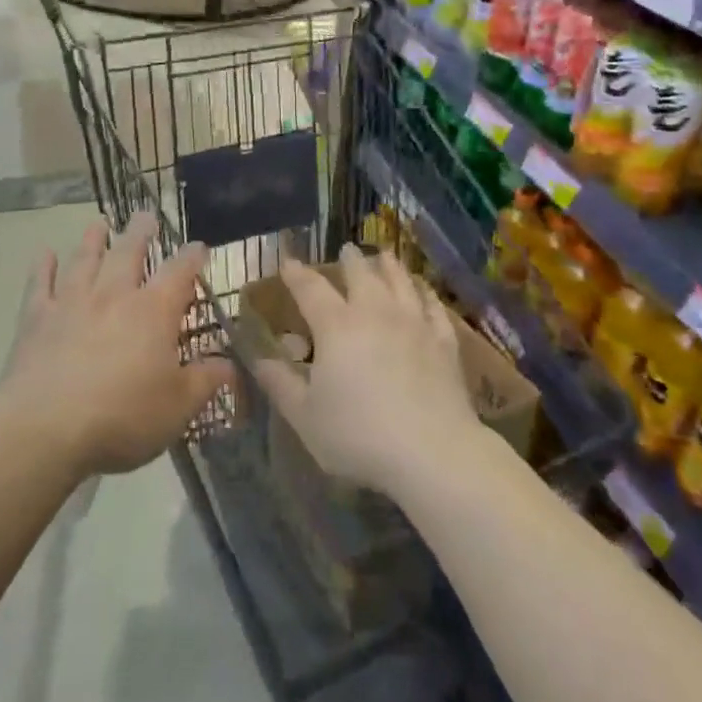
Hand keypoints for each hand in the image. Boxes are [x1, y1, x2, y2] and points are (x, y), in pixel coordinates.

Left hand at [0, 212, 232, 479]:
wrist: (45, 429)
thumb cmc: (122, 417)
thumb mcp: (178, 407)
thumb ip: (206, 381)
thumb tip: (232, 365)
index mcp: (153, 311)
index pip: (179, 272)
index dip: (192, 257)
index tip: (199, 247)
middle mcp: (114, 295)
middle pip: (129, 253)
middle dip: (140, 233)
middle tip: (145, 215)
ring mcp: (71, 303)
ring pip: (85, 261)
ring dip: (92, 241)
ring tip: (98, 225)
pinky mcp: (36, 320)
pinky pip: (40, 285)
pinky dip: (43, 267)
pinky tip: (44, 253)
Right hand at [253, 245, 483, 498]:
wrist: (432, 452)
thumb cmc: (359, 435)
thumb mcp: (305, 417)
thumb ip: (280, 383)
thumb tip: (257, 358)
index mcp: (336, 326)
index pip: (311, 289)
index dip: (296, 274)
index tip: (288, 262)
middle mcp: (375, 312)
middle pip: (361, 274)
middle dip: (350, 260)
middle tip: (346, 250)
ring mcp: (414, 323)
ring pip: (400, 281)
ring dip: (389, 266)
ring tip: (384, 256)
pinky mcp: (444, 341)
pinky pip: (433, 306)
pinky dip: (425, 293)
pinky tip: (424, 290)